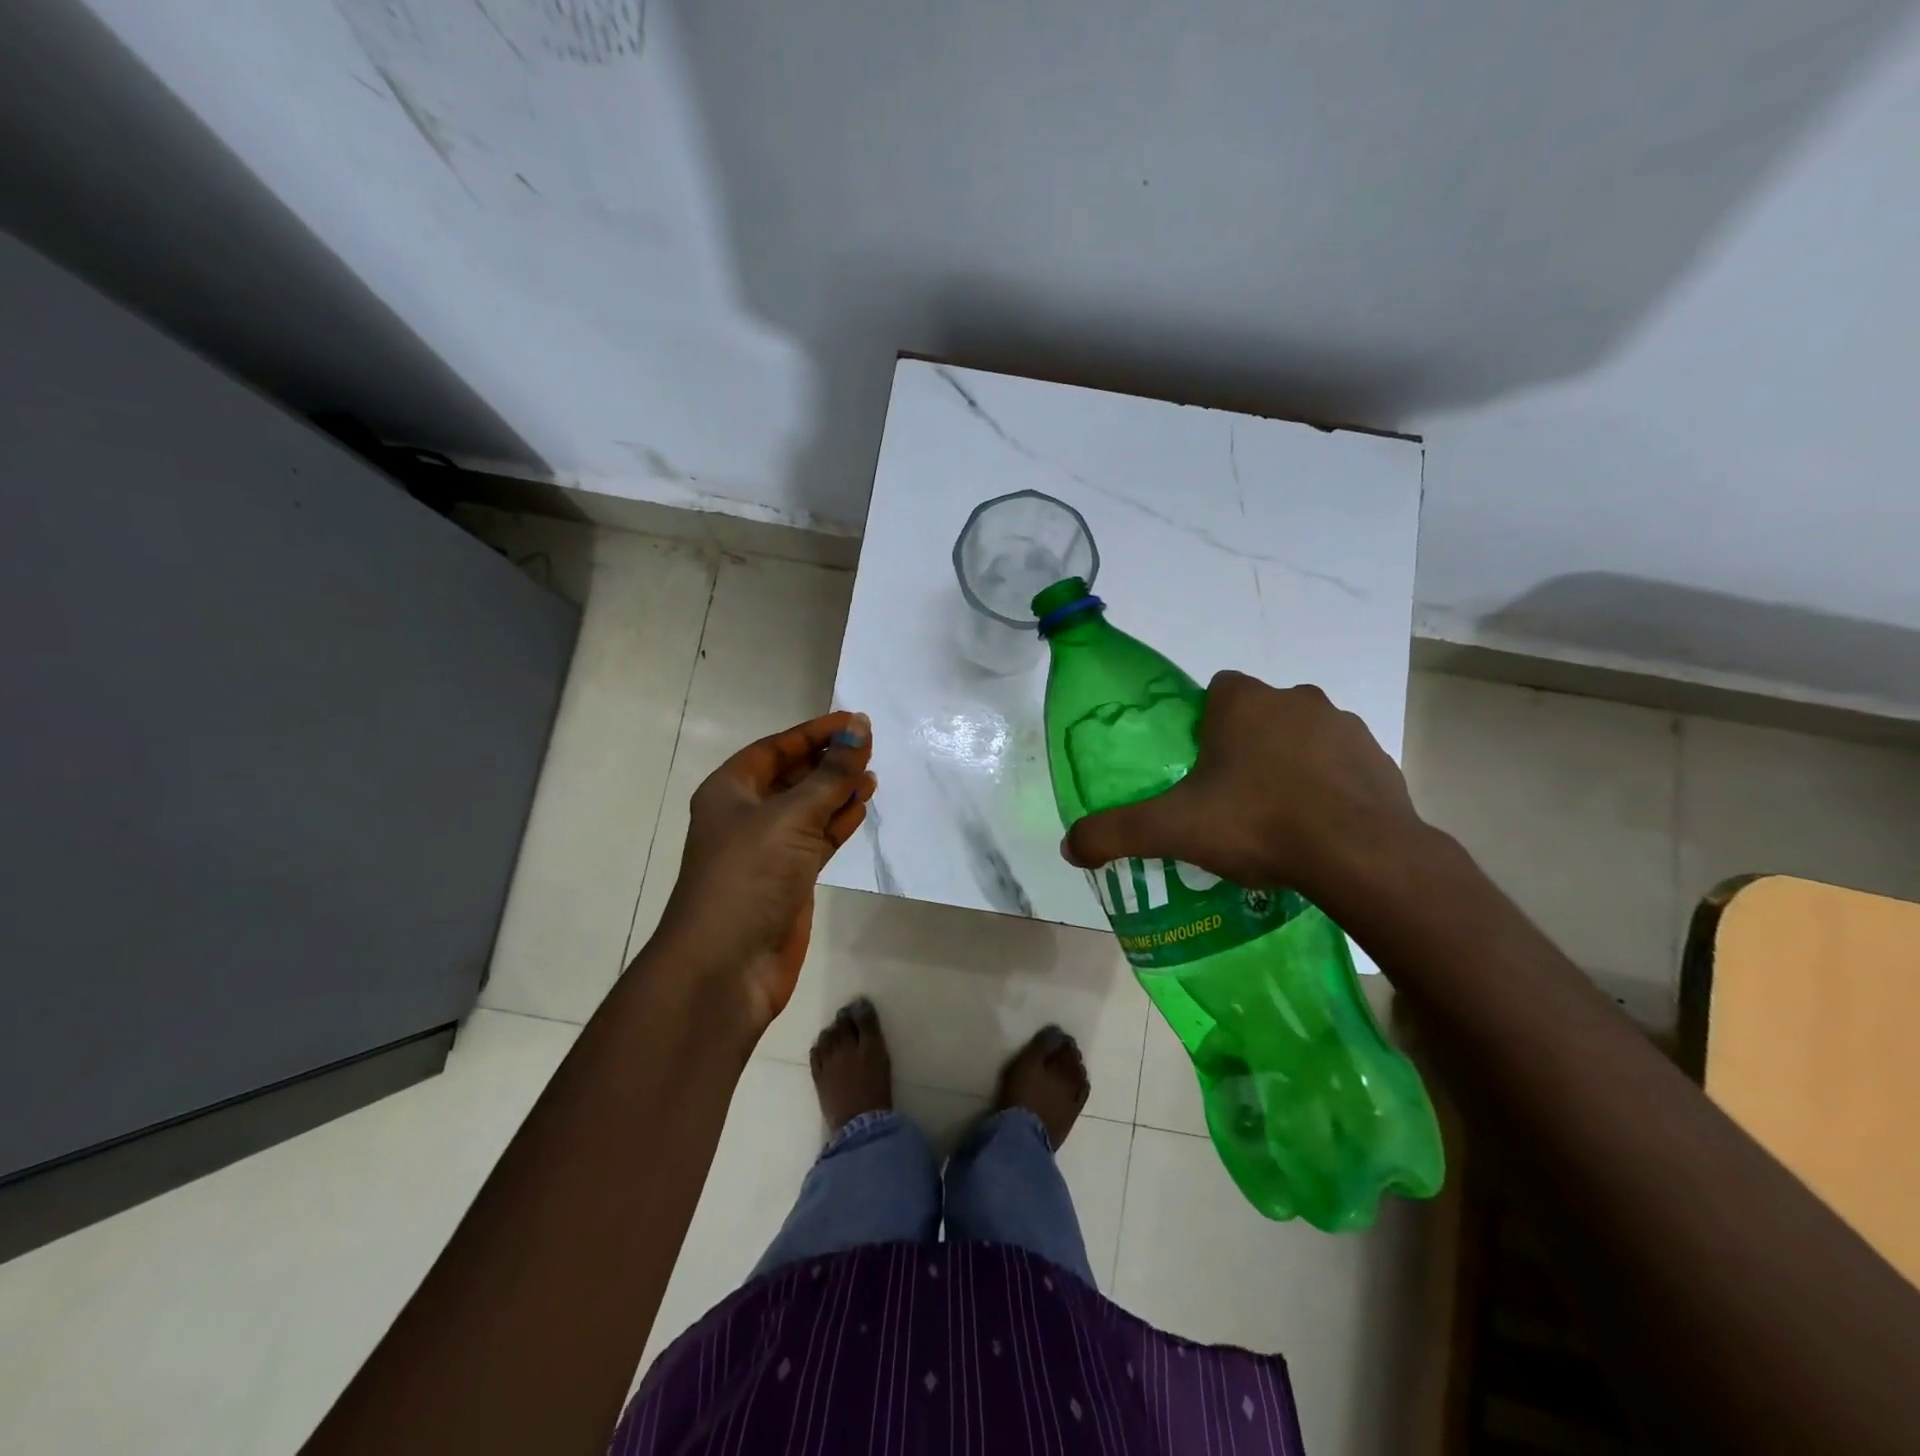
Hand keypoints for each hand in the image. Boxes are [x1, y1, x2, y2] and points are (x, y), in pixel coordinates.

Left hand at [653, 712, 874, 1035]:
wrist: (727, 964)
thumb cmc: (750, 875)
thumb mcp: (792, 815)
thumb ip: (831, 773)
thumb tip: (859, 728)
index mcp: (731, 790)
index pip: (776, 748)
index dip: (814, 732)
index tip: (854, 721)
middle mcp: (747, 814)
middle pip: (793, 775)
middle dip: (828, 761)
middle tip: (869, 747)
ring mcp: (768, 848)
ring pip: (809, 807)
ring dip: (838, 791)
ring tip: (873, 775)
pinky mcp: (789, 877)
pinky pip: (817, 838)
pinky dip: (839, 821)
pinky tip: (862, 807)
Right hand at [1060, 671, 1425, 902]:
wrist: (1361, 856)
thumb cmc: (1258, 823)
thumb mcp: (1172, 830)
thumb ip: (1114, 833)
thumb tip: (1068, 847)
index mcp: (1244, 703)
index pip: (1217, 691)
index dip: (1203, 725)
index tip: (1198, 766)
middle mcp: (1296, 699)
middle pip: (1259, 714)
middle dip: (1245, 746)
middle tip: (1230, 799)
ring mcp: (1345, 727)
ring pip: (1302, 736)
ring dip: (1288, 763)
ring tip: (1275, 818)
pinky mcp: (1380, 760)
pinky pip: (1341, 765)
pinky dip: (1328, 786)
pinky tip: (1318, 828)